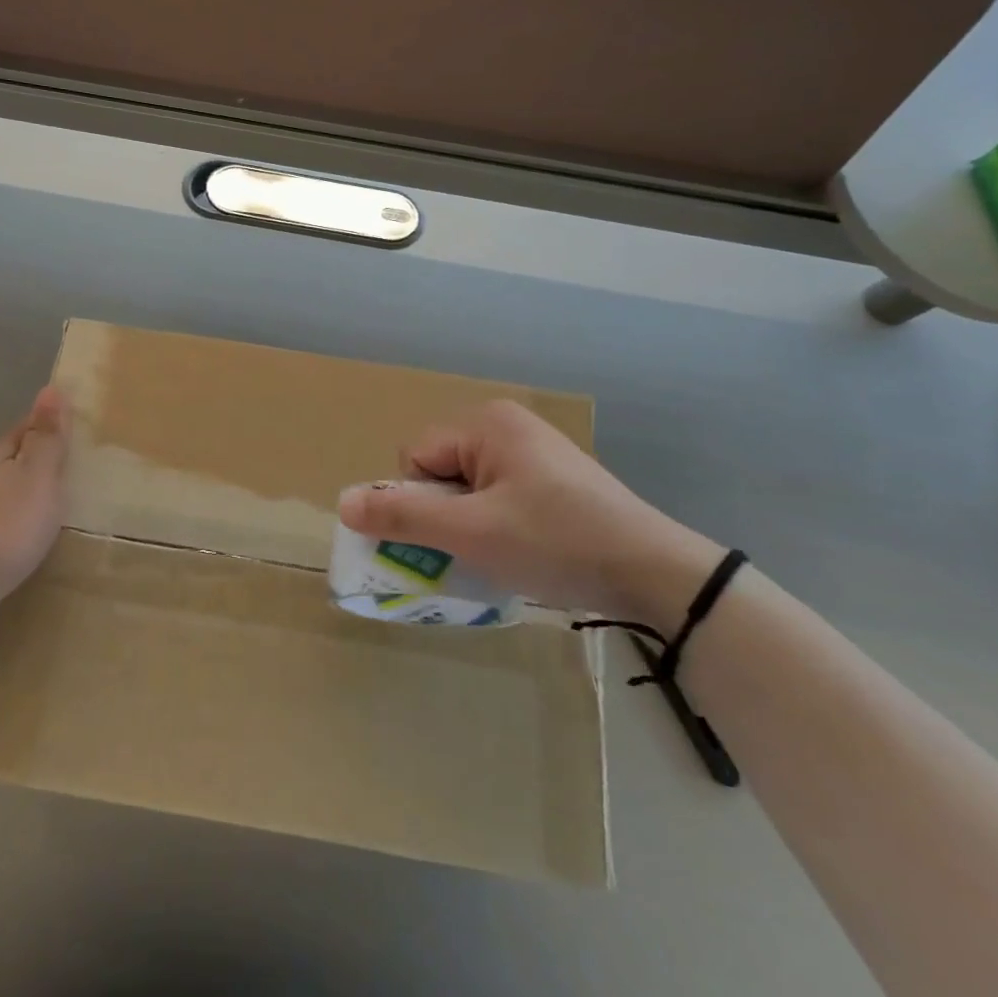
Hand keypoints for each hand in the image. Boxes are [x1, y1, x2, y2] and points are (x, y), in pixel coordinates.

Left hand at [0, 387, 70, 610]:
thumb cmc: (7, 526)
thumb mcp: (38, 476)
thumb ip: (47, 437)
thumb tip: (52, 387)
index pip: (26, 428)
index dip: (51, 427)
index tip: (77, 432)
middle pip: (14, 458)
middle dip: (40, 459)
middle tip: (75, 468)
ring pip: (5, 487)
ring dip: (28, 490)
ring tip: (57, 501)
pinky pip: (0, 516)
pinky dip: (17, 516)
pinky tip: (28, 530)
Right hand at [337, 400, 723, 621]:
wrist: (656, 573)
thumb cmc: (555, 542)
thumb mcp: (471, 533)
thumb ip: (402, 517)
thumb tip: (341, 503)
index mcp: (485, 423)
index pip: (414, 457)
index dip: (420, 503)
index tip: (454, 537)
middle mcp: (506, 425)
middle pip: (439, 470)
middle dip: (444, 514)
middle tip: (476, 548)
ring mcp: (533, 450)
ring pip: (467, 487)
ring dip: (469, 523)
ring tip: (500, 554)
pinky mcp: (552, 476)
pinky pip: (497, 495)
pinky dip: (495, 524)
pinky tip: (522, 550)